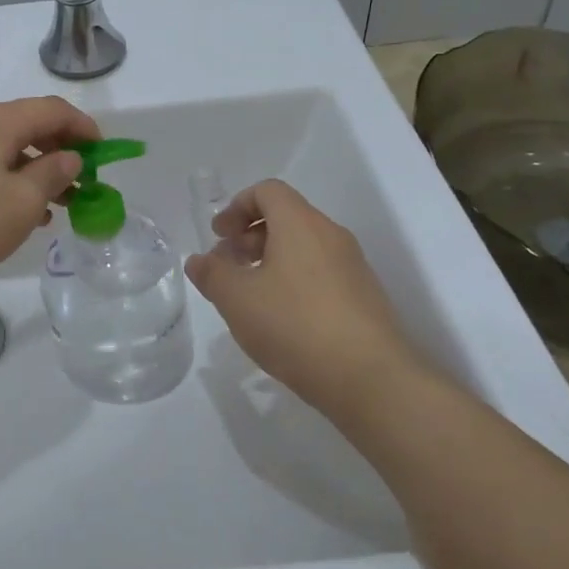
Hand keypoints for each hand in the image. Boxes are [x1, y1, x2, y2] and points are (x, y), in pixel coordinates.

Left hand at [0, 96, 98, 306]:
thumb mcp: (22, 201)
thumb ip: (53, 174)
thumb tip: (70, 157)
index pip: (52, 109)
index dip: (83, 127)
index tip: (104, 154)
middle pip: (28, 127)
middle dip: (61, 153)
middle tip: (83, 184)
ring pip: (6, 152)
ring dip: (36, 173)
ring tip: (57, 207)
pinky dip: (10, 185)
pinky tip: (18, 216)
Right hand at [185, 179, 425, 419]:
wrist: (370, 378)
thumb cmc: (295, 325)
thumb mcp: (237, 299)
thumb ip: (212, 274)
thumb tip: (199, 260)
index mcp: (301, 224)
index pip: (268, 191)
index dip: (237, 207)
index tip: (219, 237)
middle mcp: (331, 235)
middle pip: (286, 217)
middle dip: (249, 236)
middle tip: (227, 267)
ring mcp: (352, 266)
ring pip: (303, 247)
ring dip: (271, 260)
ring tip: (250, 297)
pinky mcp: (363, 296)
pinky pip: (320, 272)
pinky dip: (293, 281)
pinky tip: (281, 319)